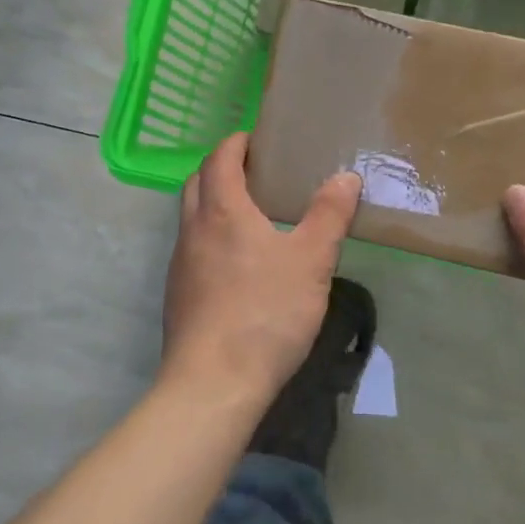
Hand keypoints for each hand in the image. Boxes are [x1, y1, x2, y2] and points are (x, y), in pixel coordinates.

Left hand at [161, 132, 362, 405]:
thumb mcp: (311, 261)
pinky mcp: (179, 297)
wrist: (214, 384)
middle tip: (255, 172)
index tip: (256, 139)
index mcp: (222, 211)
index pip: (220, 159)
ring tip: (252, 216)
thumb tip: (345, 177)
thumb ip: (329, 215)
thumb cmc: (266, 312)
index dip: (236, 143)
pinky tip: (240, 265)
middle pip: (197, 183)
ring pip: (192, 218)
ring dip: (214, 205)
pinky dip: (212, 239)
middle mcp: (193, 231)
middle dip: (220, 168)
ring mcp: (180, 266)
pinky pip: (193, 251)